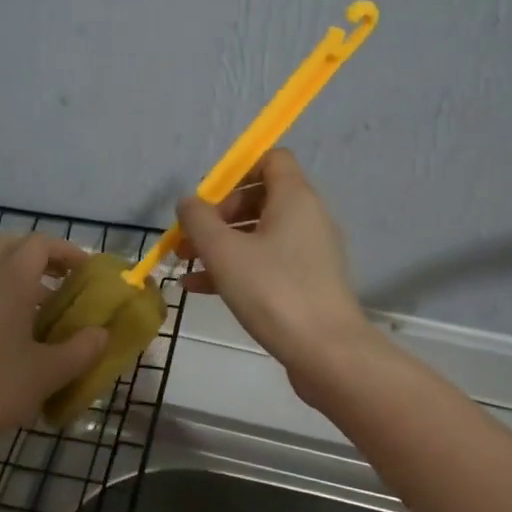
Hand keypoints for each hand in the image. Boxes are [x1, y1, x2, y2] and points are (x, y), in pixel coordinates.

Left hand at [0, 233, 108, 460]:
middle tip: (63, 281)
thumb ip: (82, 349)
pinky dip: (1, 296)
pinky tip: (15, 335)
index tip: (88, 273)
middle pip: (10, 244)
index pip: (40, 243)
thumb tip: (102, 334)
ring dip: (19, 277)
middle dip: (40, 255)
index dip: (68, 251)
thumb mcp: (49, 373)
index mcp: (10, 280)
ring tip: (44, 313)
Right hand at [176, 149, 377, 387]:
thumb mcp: (223, 252)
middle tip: (190, 239)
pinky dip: (237, 268)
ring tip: (186, 265)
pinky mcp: (307, 283)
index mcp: (295, 198)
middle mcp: (308, 218)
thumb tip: (188, 203)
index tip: (207, 201)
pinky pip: (267, 263)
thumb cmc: (272, 291)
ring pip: (259, 235)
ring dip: (221, 246)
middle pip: (260, 198)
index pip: (271, 159)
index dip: (236, 172)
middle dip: (219, 216)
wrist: (325, 351)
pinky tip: (201, 289)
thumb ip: (199, 220)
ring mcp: (310, 253)